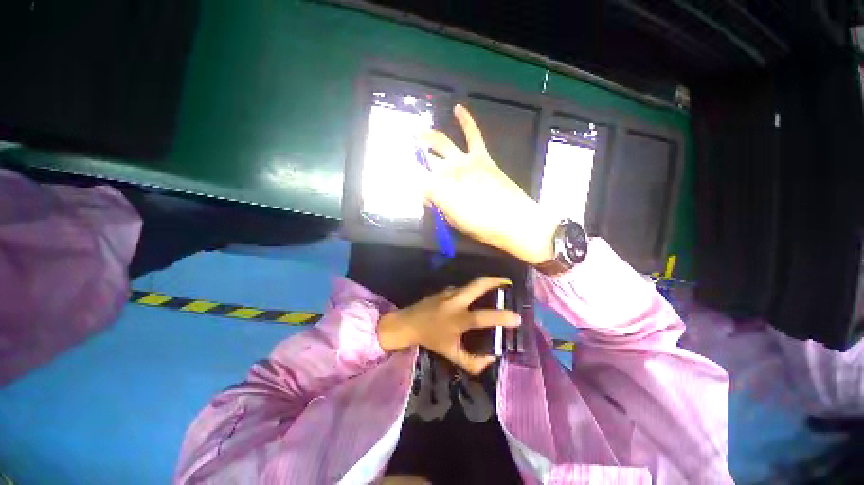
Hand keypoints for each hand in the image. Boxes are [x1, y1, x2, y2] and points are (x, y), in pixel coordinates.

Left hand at [377, 277, 520, 374]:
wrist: (408, 323)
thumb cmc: (431, 339)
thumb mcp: (451, 354)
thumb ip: (472, 362)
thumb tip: (492, 359)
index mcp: (458, 319)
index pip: (484, 317)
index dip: (502, 317)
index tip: (518, 317)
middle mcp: (455, 301)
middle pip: (478, 285)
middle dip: (496, 281)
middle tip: (510, 283)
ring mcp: (450, 292)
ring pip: (472, 283)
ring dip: (487, 282)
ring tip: (499, 287)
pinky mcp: (446, 289)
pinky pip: (464, 287)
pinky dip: (475, 289)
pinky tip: (477, 296)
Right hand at [420, 105, 558, 264]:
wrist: (514, 221)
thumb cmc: (481, 226)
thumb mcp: (453, 220)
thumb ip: (437, 204)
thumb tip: (426, 195)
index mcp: (439, 189)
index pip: (419, 184)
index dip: (417, 190)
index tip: (420, 197)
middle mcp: (448, 171)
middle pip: (426, 162)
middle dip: (414, 160)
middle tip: (404, 156)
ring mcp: (465, 161)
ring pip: (442, 144)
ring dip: (427, 137)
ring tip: (416, 131)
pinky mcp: (482, 158)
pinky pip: (473, 135)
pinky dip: (466, 121)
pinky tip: (458, 108)